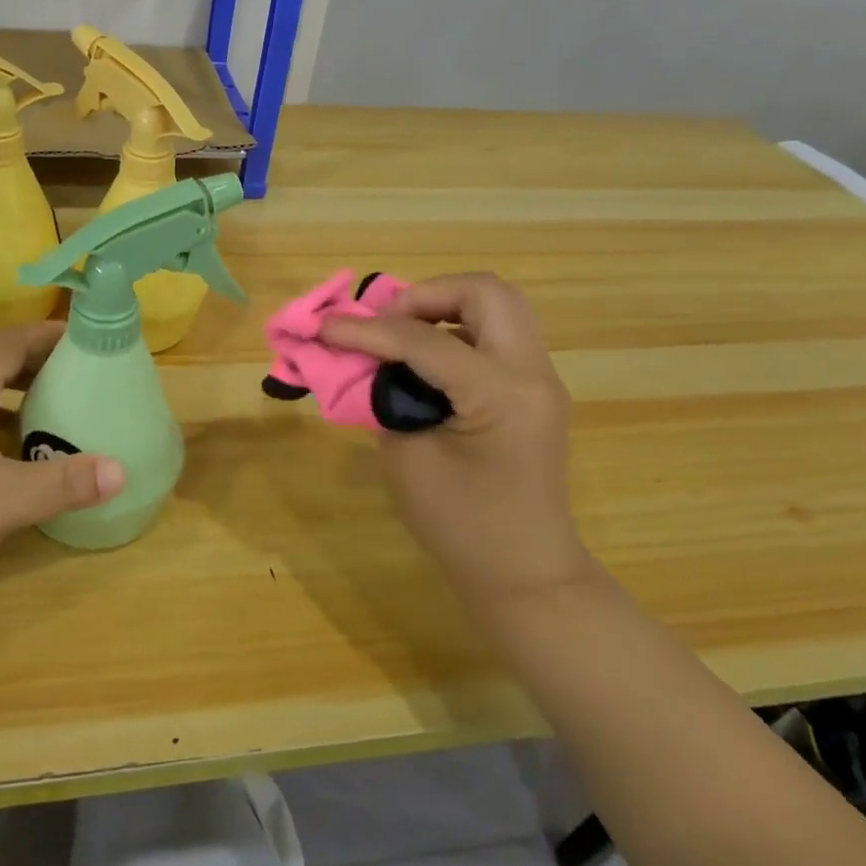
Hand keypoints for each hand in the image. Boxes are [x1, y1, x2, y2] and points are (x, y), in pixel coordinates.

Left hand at [0, 324, 125, 604]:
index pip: (8, 342)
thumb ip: (63, 483)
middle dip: (24, 348)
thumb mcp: (4, 501)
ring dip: (6, 377)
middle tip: (63, 365)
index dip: (47, 334)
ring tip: (45, 397)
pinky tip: (11, 444)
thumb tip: (122, 469)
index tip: (86, 336)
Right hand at [321, 274, 589, 600]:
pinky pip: (498, 333)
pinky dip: (459, 328)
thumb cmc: (460, 526)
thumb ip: (382, 394)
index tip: (323, 327)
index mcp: (500, 395)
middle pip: (484, 292)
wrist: (525, 573)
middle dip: (424, 295)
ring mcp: (541, 378)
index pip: (424, 340)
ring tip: (401, 334)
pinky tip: (425, 358)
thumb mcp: (407, 457)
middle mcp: (532, 373)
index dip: (367, 329)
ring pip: (498, 305)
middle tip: (384, 323)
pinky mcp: (535, 389)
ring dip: (445, 306)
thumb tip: (361, 357)